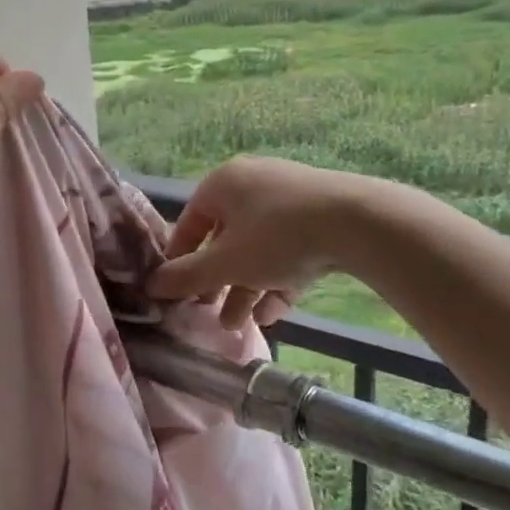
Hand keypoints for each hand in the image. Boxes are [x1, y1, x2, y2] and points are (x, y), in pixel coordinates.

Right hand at [147, 156, 367, 328]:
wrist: (358, 223)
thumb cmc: (277, 237)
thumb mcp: (225, 263)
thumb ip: (186, 276)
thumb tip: (152, 285)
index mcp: (223, 184)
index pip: (189, 223)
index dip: (179, 261)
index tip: (176, 293)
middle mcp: (253, 185)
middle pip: (225, 239)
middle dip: (217, 283)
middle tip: (209, 313)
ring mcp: (289, 200)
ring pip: (258, 250)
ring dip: (245, 288)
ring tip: (238, 325)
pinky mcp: (319, 218)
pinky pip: (288, 251)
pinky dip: (277, 280)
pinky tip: (274, 314)